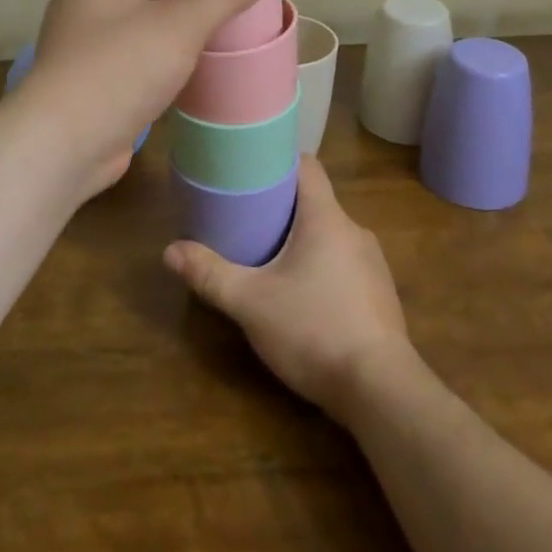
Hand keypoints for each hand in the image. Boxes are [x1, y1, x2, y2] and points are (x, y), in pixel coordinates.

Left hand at [19, 0, 271, 198]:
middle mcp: (78, 2)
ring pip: (119, 11)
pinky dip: (148, 43)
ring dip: (153, 6)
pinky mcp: (88, 80)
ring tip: (197, 5)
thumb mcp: (179, 24)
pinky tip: (181, 53)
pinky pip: (121, 47)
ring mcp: (79, 43)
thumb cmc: (117, 66)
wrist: (65, 144)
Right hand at [163, 154, 413, 420]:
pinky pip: (346, 265)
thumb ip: (210, 275)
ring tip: (271, 258)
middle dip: (283, 207)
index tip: (252, 168)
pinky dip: (323, 268)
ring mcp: (373, 264)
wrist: (382, 391)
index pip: (307, 166)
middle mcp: (354, 230)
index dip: (280, 160)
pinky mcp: (381, 295)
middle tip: (248, 218)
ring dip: (303, 240)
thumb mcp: (251, 303)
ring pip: (331, 235)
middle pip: (316, 201)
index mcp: (326, 218)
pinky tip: (304, 297)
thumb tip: (169, 251)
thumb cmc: (314, 330)